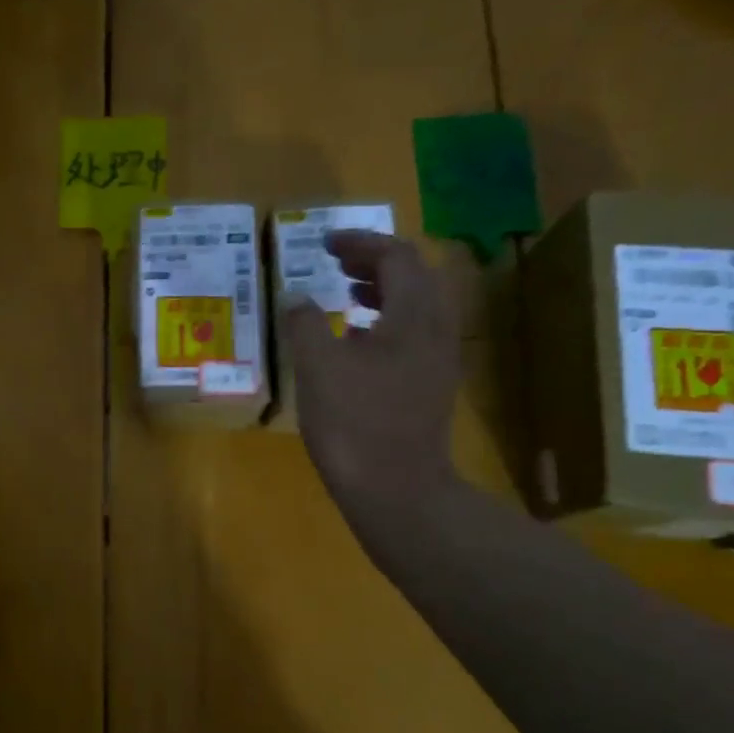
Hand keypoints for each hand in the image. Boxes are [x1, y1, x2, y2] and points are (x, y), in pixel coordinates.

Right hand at [281, 231, 460, 514]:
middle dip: (375, 262)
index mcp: (413, 317)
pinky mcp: (431, 387)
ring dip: (383, 292)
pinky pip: (414, 336)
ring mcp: (438, 361)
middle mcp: (436, 331)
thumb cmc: (354, 424)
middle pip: (415, 277)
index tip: (325, 244)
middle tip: (337, 263)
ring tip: (346, 296)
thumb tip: (295, 297)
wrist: (396, 490)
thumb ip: (305, 325)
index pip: (396, 257)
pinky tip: (357, 344)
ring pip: (417, 307)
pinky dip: (386, 323)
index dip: (360, 242)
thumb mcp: (318, 368)